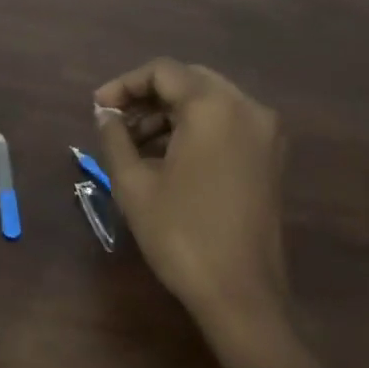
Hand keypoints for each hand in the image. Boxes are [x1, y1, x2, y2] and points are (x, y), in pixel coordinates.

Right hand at [93, 59, 287, 318]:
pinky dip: (195, 129)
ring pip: (208, 102)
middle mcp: (247, 108)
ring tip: (134, 144)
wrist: (241, 296)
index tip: (98, 109)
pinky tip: (166, 157)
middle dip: (147, 97)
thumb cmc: (181, 234)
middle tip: (115, 122)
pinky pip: (227, 124)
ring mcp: (265, 133)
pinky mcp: (270, 158)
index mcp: (214, 107)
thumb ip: (114, 136)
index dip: (124, 84)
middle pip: (188, 81)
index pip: (163, 71)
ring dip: (170, 114)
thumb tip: (104, 113)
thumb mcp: (134, 183)